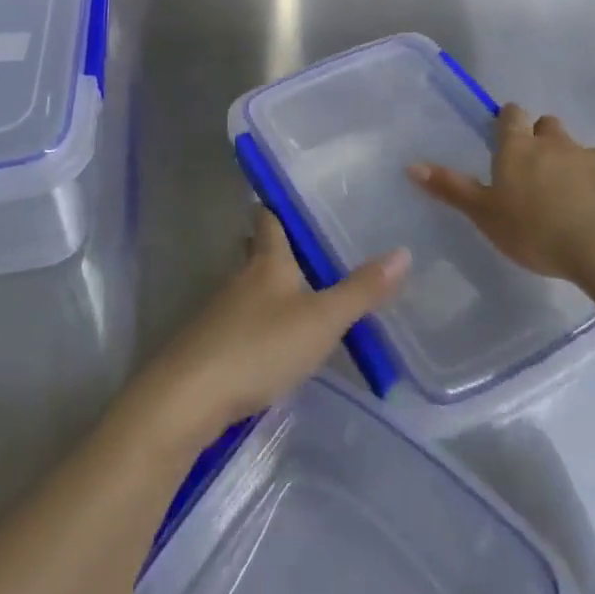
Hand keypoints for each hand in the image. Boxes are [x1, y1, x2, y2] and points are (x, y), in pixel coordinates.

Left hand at [136, 211, 408, 444]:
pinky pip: (242, 321)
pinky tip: (277, 341)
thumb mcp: (321, 320)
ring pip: (250, 287)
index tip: (297, 196)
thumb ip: (361, 290)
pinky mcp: (212, 345)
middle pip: (257, 250)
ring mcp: (222, 311)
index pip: (269, 217)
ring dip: (271, 287)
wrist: (191, 396)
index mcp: (267, 261)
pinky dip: (261, 321)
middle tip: (312, 248)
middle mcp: (241, 276)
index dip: (280, 205)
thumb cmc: (260, 346)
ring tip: (305, 294)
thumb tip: (403, 252)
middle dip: (278, 247)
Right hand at [409, 103, 594, 286]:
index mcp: (518, 149)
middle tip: (538, 167)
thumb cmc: (536, 231)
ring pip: (581, 151)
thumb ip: (451, 189)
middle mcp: (556, 144)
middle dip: (543, 137)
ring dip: (575, 165)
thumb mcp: (485, 214)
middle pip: (548, 126)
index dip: (508, 119)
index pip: (511, 116)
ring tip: (573, 198)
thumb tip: (411, 165)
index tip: (507, 130)